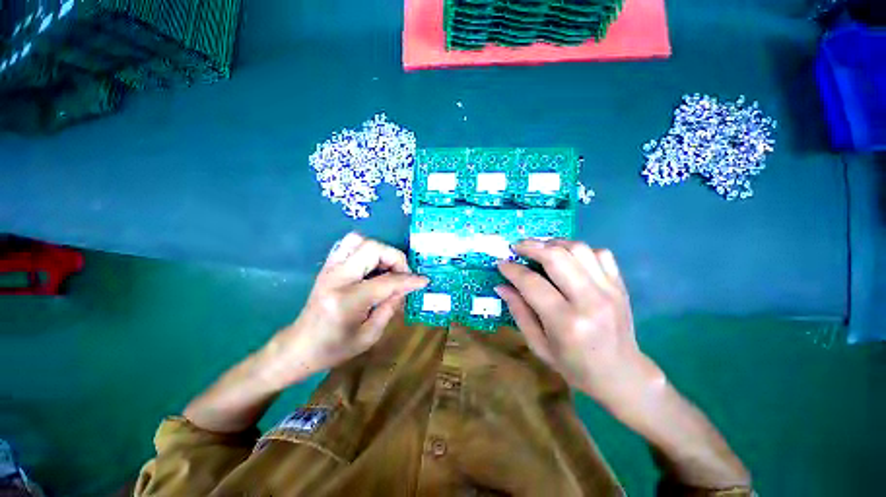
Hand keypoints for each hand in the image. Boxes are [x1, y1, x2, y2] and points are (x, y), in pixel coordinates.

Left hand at [261, 233, 427, 388]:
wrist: (298, 346)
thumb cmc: (334, 349)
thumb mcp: (369, 336)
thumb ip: (390, 307)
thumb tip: (406, 287)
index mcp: (346, 301)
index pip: (386, 281)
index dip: (409, 280)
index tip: (424, 281)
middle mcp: (336, 278)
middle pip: (372, 249)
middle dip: (395, 258)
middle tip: (402, 275)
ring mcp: (329, 268)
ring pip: (359, 239)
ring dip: (380, 250)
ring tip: (388, 268)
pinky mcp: (328, 266)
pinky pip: (350, 244)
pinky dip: (367, 249)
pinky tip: (373, 266)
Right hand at [496, 239, 663, 411]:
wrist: (622, 375)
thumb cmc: (574, 366)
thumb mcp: (538, 345)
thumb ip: (519, 311)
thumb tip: (501, 286)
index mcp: (565, 322)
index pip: (532, 283)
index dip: (512, 269)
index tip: (501, 263)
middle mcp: (589, 301)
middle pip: (556, 257)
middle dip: (531, 246)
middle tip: (516, 247)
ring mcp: (609, 290)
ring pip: (578, 249)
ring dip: (553, 243)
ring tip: (539, 249)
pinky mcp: (620, 285)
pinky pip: (600, 253)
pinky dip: (579, 250)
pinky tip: (567, 258)